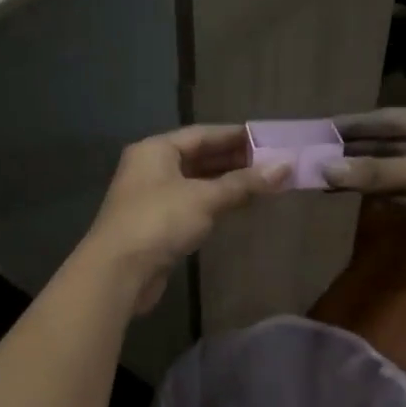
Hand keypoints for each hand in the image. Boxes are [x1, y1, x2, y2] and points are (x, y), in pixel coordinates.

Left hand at [82, 127, 290, 311]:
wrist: (118, 272)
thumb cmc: (160, 222)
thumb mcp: (205, 198)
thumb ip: (244, 183)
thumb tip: (286, 166)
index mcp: (156, 150)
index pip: (202, 134)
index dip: (236, 136)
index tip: (269, 139)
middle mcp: (151, 168)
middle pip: (199, 157)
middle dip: (235, 161)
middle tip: (273, 163)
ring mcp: (152, 197)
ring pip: (196, 183)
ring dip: (227, 184)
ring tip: (264, 184)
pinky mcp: (156, 225)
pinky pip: (192, 205)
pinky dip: (215, 204)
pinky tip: (238, 207)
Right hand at [323, 108, 405, 260]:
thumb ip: (381, 173)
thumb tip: (327, 170)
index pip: (389, 119)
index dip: (355, 124)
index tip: (320, 129)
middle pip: (389, 146)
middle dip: (355, 152)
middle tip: (315, 157)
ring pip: (395, 174)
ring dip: (365, 176)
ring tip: (326, 178)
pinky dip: (384, 197)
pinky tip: (359, 198)